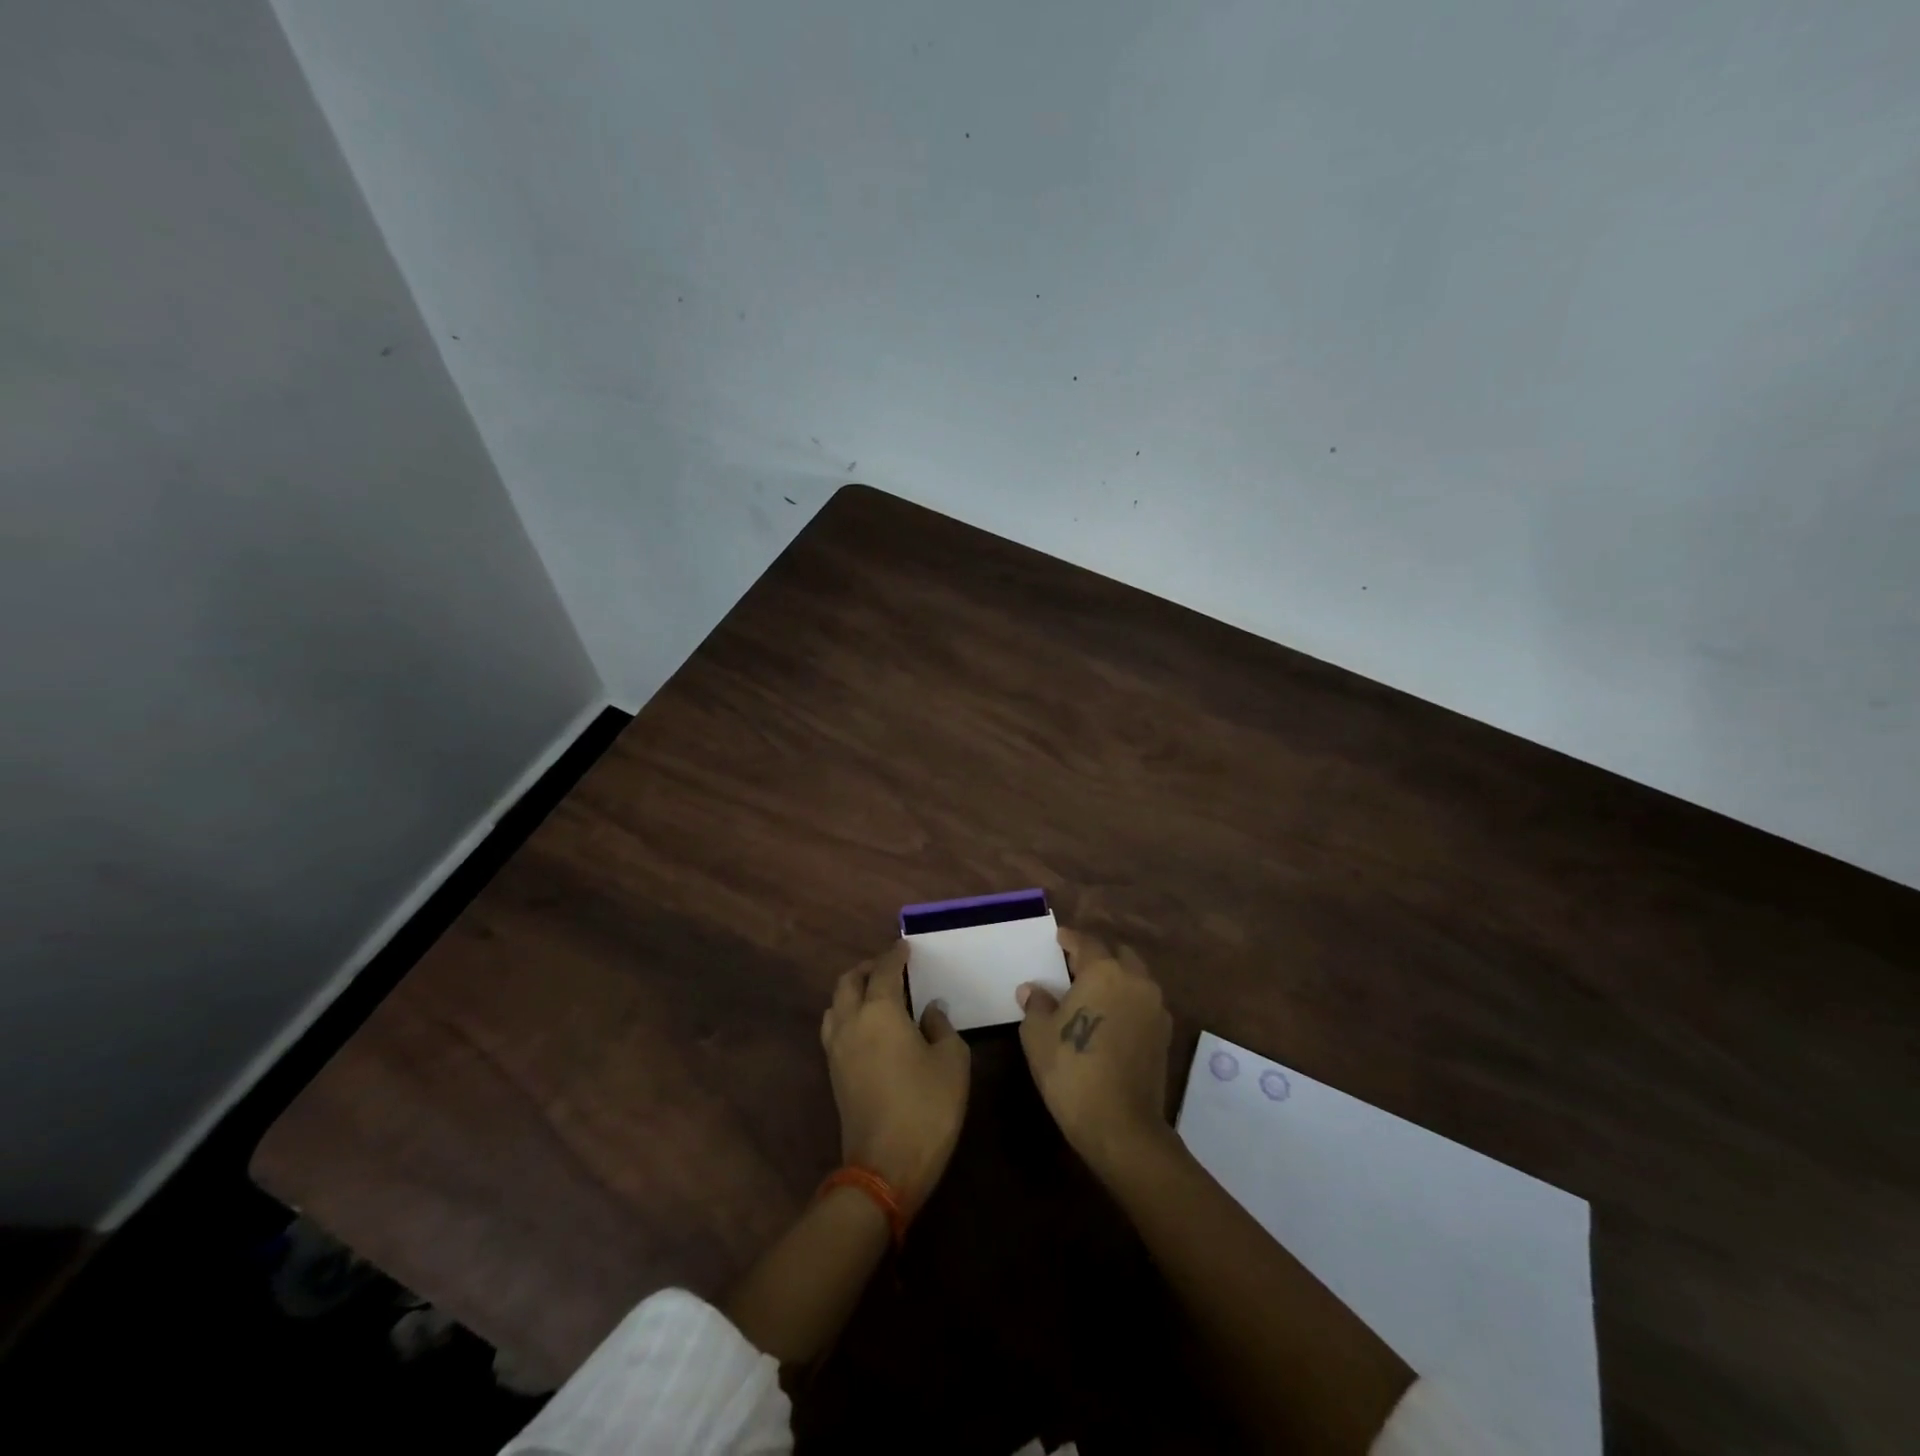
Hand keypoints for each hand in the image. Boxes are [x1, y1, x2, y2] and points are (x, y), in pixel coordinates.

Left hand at [820, 941, 970, 1212]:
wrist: (885, 1167)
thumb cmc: (927, 1107)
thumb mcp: (952, 1061)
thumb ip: (941, 1026)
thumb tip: (930, 1011)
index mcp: (880, 1011)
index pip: (884, 969)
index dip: (896, 954)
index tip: (905, 946)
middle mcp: (851, 1021)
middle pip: (849, 981)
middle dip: (868, 968)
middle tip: (890, 967)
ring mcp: (837, 1049)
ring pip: (836, 1004)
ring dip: (853, 990)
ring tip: (876, 993)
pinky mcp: (834, 1073)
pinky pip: (835, 1027)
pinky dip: (848, 1014)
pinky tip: (869, 1026)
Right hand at [1017, 927, 1173, 1172]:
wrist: (1121, 1124)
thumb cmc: (1072, 1070)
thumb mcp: (1038, 1035)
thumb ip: (1036, 1004)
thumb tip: (1033, 990)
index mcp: (1103, 971)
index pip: (1086, 942)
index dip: (1070, 939)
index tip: (1059, 938)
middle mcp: (1135, 980)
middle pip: (1118, 954)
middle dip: (1098, 955)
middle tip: (1075, 967)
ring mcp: (1155, 1007)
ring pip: (1136, 977)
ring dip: (1117, 977)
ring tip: (1094, 992)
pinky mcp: (1165, 1033)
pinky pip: (1144, 1002)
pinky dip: (1129, 1001)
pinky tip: (1112, 1017)